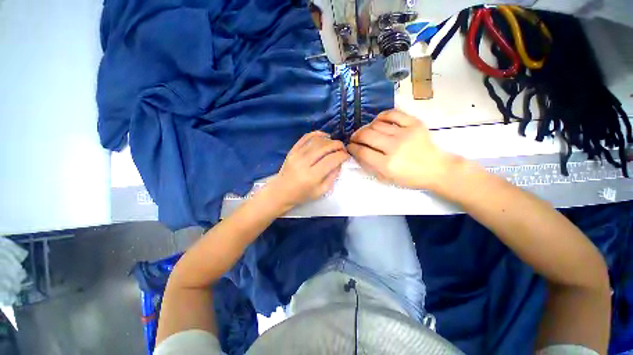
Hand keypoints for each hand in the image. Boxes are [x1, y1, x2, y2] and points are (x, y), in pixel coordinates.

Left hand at [267, 131, 348, 209]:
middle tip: (343, 148)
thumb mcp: (321, 191)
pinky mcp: (292, 150)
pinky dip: (316, 134)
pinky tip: (324, 136)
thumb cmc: (302, 195)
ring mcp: (296, 154)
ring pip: (316, 140)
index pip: (331, 159)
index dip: (342, 155)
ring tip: (334, 144)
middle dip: (338, 145)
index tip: (347, 155)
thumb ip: (333, 176)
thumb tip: (340, 162)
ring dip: (329, 140)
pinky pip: (305, 137)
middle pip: (324, 147)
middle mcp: (304, 163)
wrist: (281, 192)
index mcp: (312, 176)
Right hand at [347, 109, 459, 189]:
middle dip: (356, 136)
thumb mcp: (386, 178)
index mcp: (387, 165)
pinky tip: (378, 122)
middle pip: (367, 135)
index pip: (362, 151)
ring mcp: (405, 133)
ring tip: (367, 132)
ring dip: (367, 128)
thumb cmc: (409, 177)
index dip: (352, 148)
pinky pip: (393, 114)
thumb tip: (357, 153)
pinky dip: (382, 116)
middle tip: (355, 138)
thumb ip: (369, 166)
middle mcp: (394, 147)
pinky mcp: (414, 124)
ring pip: (377, 124)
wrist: (436, 168)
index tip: (349, 146)